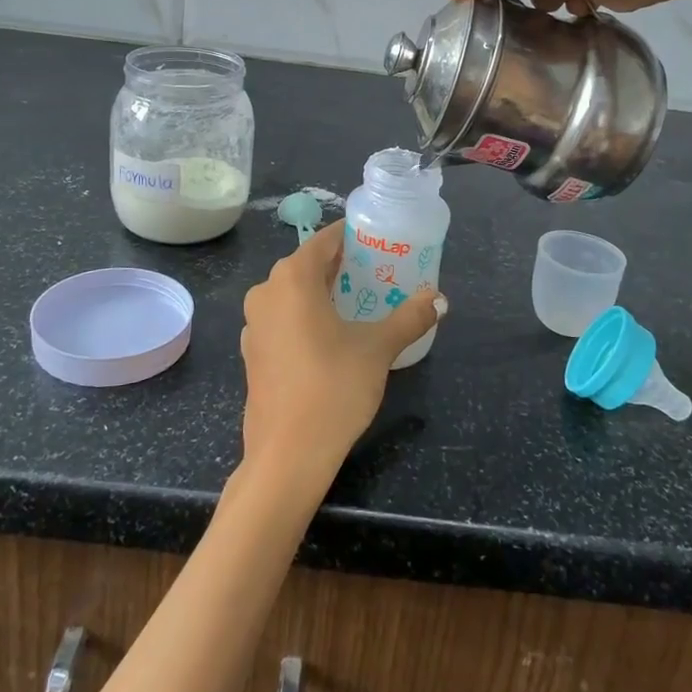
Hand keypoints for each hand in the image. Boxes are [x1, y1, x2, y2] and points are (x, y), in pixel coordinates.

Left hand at [239, 221, 444, 477]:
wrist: (287, 454)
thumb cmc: (333, 387)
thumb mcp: (378, 349)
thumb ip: (410, 317)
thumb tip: (439, 298)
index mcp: (292, 279)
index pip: (324, 240)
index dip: (351, 237)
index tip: (377, 240)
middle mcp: (266, 292)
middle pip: (307, 265)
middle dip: (340, 266)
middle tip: (375, 273)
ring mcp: (253, 324)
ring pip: (292, 293)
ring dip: (321, 293)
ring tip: (357, 303)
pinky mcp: (251, 352)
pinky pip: (282, 319)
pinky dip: (304, 318)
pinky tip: (330, 337)